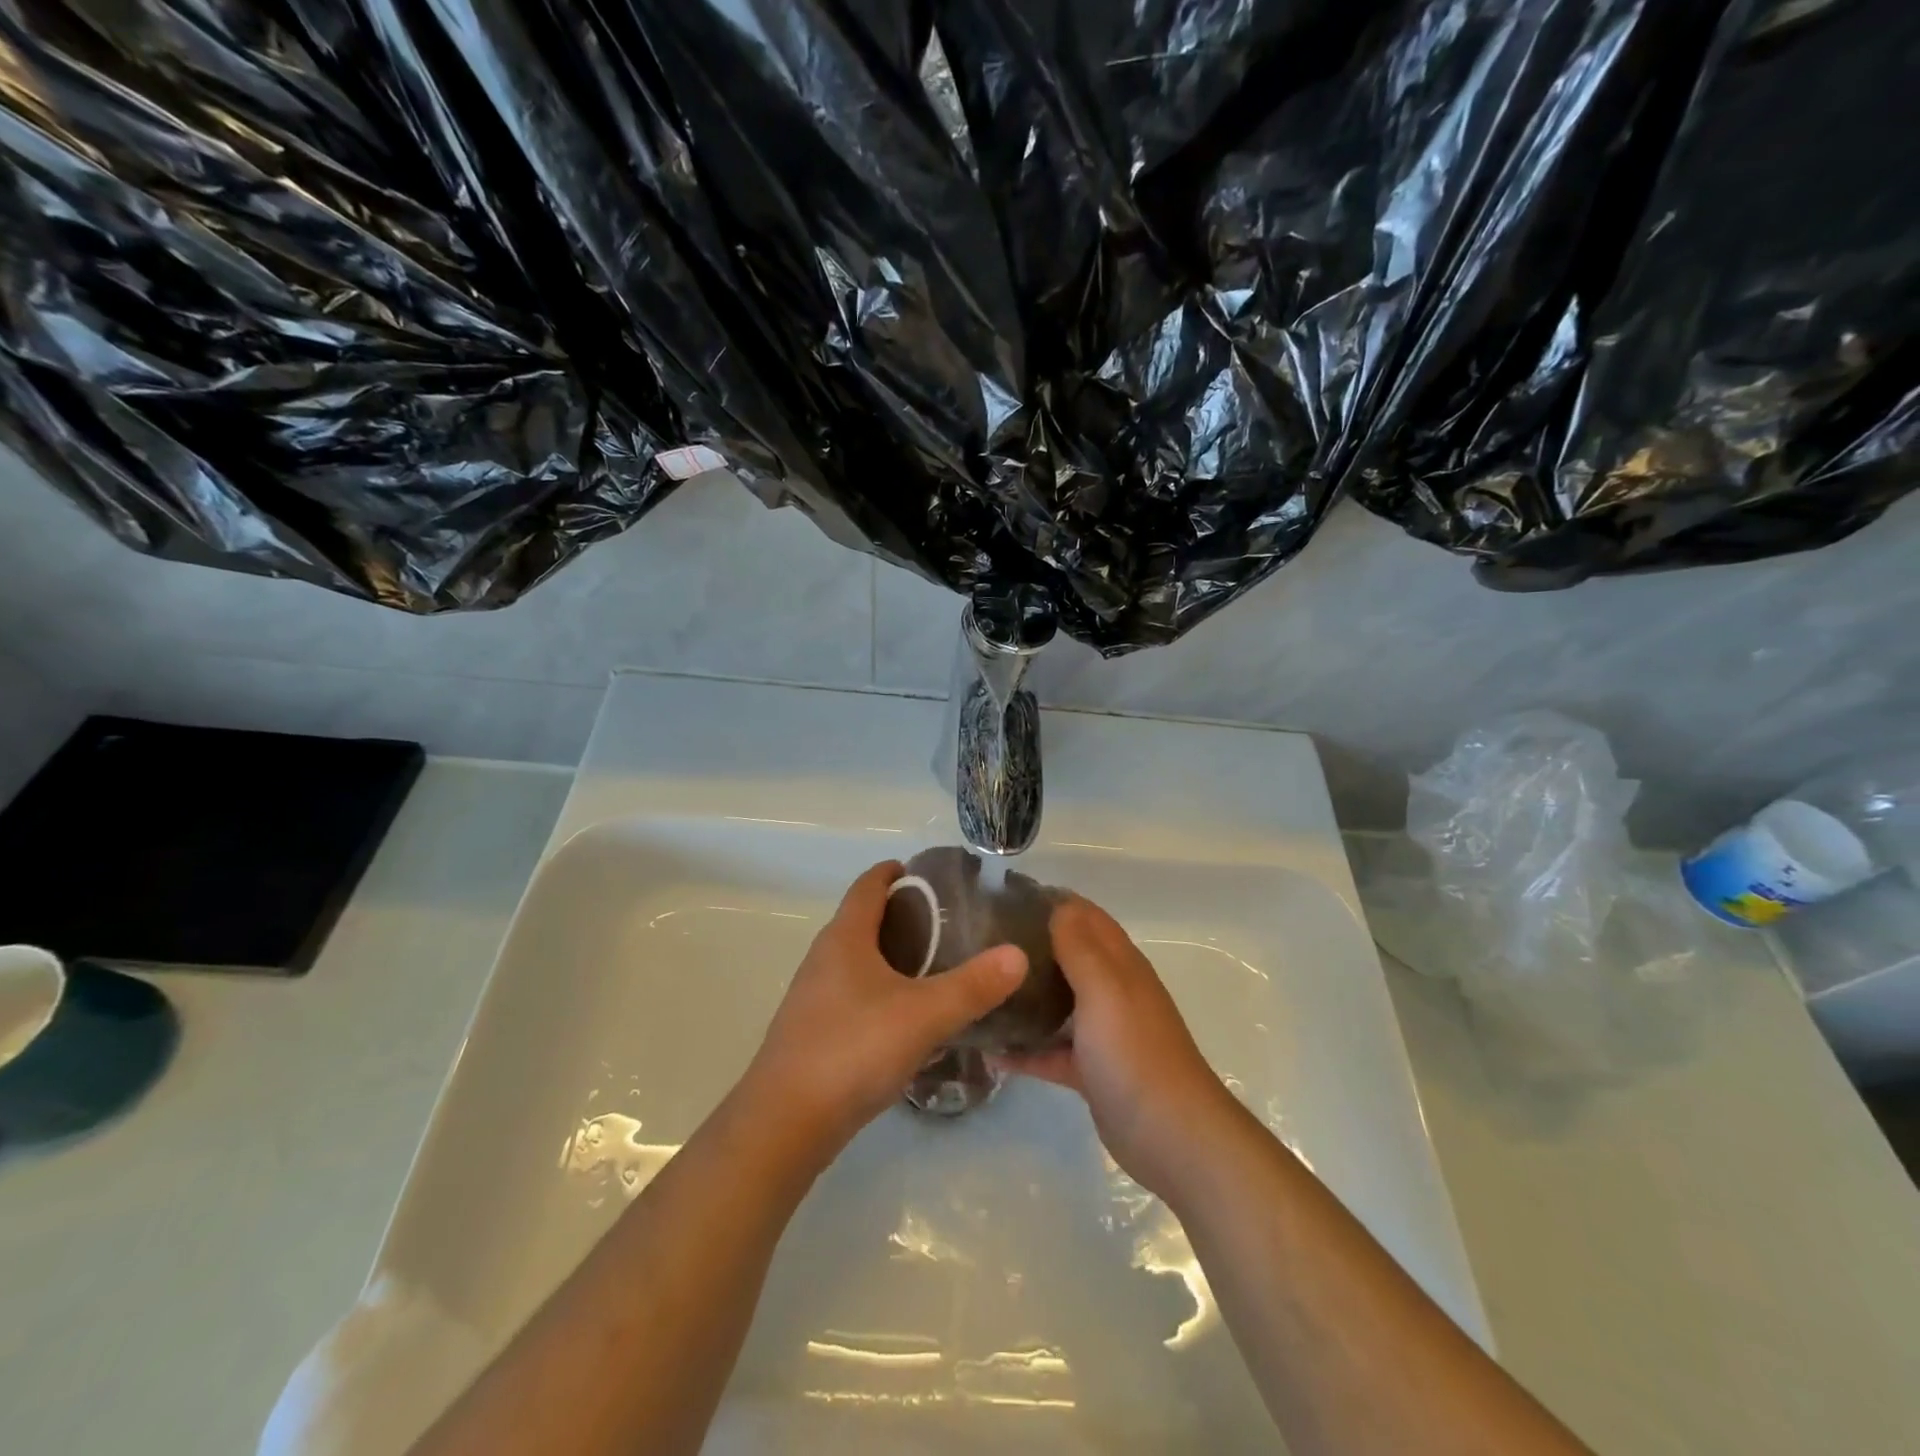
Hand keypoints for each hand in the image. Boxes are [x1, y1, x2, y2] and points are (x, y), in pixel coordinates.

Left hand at [738, 861, 1027, 1166]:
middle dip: (903, 914)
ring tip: (936, 968)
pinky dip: (881, 990)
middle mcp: (824, 957)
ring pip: (858, 959)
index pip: (868, 884)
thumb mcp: (924, 1015)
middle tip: (949, 924)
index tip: (931, 874)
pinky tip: (907, 1017)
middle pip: (863, 919)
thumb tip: (1018, 954)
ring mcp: (814, 996)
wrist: (785, 1123)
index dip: (896, 871)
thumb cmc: (853, 1050)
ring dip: (891, 955)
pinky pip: (853, 993)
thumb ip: (973, 986)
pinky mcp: (814, 1031)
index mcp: (845, 937)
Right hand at [995, 895, 1239, 1197]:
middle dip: (1030, 945)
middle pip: (1068, 956)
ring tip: (979, 987)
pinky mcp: (1091, 1069)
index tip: (1003, 899)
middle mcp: (1111, 990)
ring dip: (1025, 995)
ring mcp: (1102, 1032)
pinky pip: (1052, 1050)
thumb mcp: (1105, 989)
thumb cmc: (1134, 1052)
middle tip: (980, 942)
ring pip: (1058, 1002)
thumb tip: (1058, 904)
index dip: (1050, 902)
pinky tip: (989, 1050)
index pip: (1085, 916)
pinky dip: (1025, 1049)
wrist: (1171, 1135)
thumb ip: (1080, 947)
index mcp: (1120, 964)